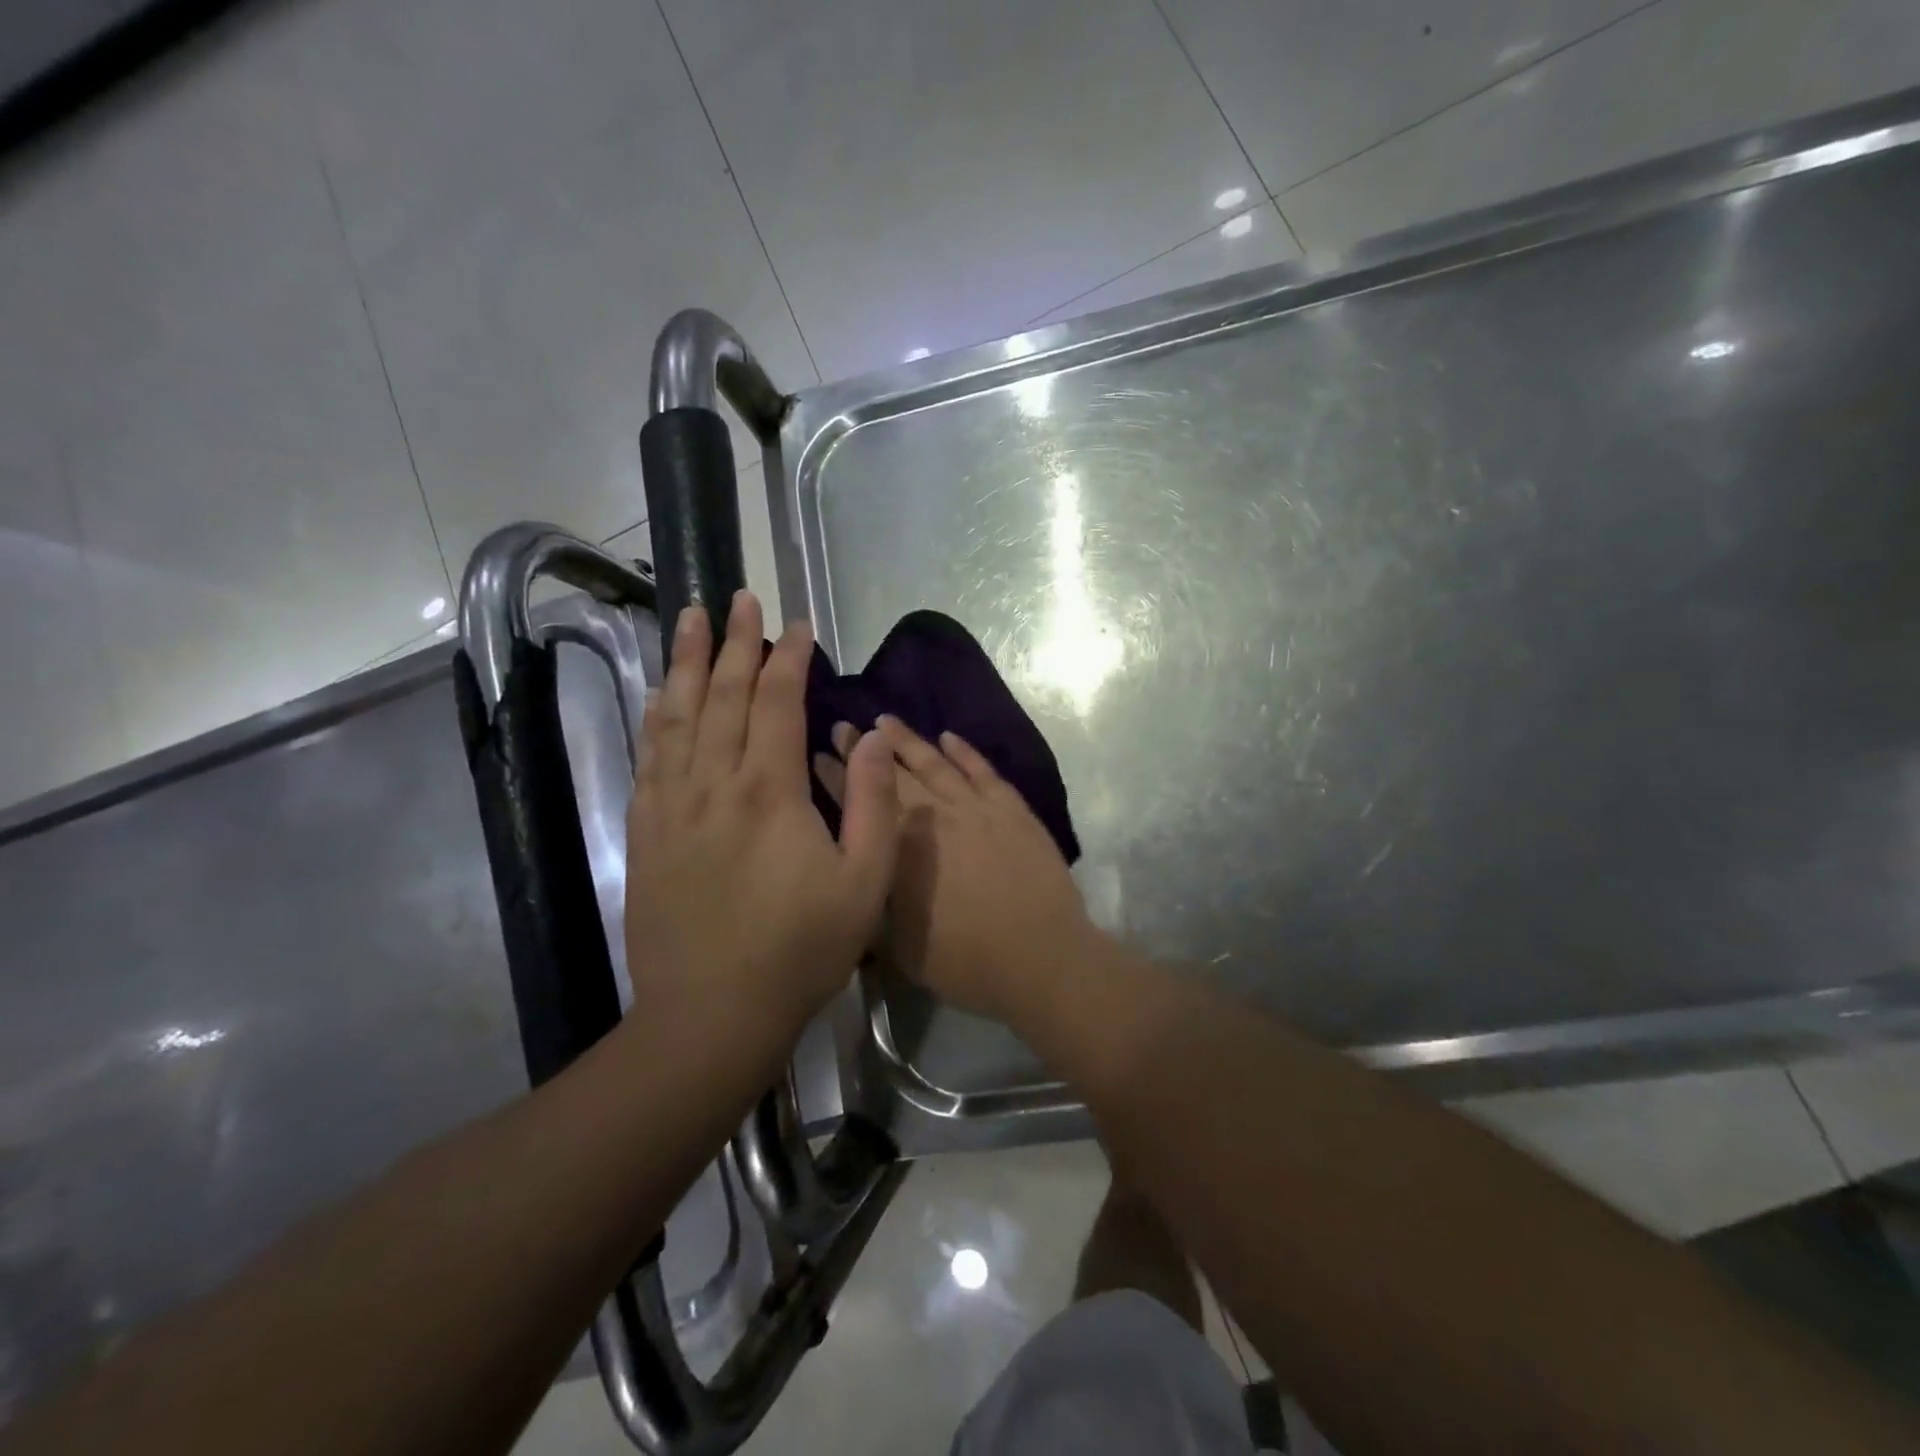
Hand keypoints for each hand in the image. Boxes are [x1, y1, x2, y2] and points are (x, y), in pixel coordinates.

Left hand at [626, 593, 900, 1029]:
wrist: (711, 1014)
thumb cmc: (800, 950)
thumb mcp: (864, 883)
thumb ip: (872, 803)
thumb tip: (871, 735)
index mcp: (770, 792)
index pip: (779, 702)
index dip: (789, 658)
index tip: (798, 625)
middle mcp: (714, 784)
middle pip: (725, 695)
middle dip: (737, 642)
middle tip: (740, 598)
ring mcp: (672, 806)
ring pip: (679, 716)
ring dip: (688, 663)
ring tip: (691, 619)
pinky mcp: (646, 832)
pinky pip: (649, 757)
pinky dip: (656, 716)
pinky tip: (660, 694)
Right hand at [815, 717, 1096, 1022]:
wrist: (1040, 956)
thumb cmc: (966, 962)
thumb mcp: (899, 948)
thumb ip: (876, 907)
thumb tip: (861, 881)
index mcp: (899, 850)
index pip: (859, 803)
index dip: (836, 778)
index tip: (818, 755)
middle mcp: (932, 817)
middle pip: (891, 775)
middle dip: (863, 749)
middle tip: (842, 726)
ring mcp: (974, 807)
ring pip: (934, 762)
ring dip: (908, 740)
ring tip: (886, 720)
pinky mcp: (1010, 807)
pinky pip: (982, 769)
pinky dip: (963, 751)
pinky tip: (948, 737)